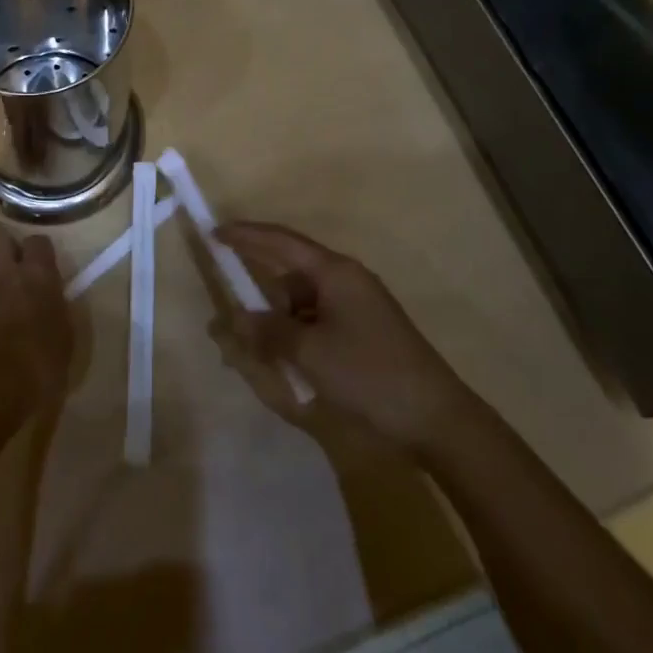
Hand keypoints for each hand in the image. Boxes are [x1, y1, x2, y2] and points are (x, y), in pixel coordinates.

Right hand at [216, 221, 464, 451]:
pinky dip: (299, 337)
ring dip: (280, 324)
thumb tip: (235, 317)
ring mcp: (359, 306)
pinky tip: (289, 365)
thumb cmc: (369, 374)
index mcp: (334, 271)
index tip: (215, 234)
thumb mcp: (310, 352)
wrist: (437, 419)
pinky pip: (319, 323)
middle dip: (261, 297)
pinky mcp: (366, 332)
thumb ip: (268, 331)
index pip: (281, 241)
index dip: (246, 235)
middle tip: (234, 321)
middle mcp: (346, 279)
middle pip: (290, 276)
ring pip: (304, 304)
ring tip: (260, 356)